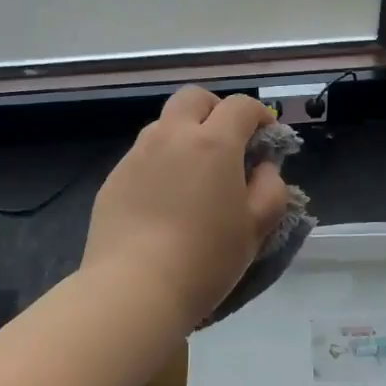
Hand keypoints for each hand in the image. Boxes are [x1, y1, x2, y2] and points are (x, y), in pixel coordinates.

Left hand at [82, 87, 289, 328]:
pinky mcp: (114, 177)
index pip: (240, 106)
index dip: (259, 115)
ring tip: (194, 175)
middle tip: (227, 142)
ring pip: (164, 124)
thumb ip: (271, 189)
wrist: (134, 288)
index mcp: (213, 143)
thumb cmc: (206, 258)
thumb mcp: (256, 228)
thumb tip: (264, 168)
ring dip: (184, 135)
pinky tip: (164, 200)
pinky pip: (142, 155)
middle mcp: (172, 136)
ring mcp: (137, 154)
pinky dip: (160, 162)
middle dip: (215, 110)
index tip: (266, 137)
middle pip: (194, 98)